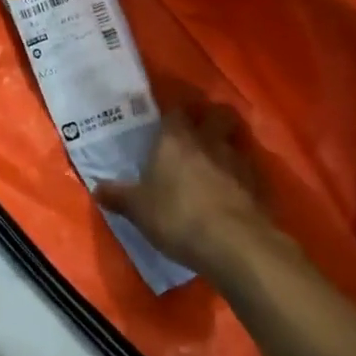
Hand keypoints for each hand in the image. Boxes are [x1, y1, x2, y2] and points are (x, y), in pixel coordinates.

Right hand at [94, 106, 271, 275]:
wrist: (234, 244)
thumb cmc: (178, 216)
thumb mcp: (139, 210)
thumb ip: (119, 196)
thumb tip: (96, 187)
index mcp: (175, 138)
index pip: (176, 111)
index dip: (174, 114)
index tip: (168, 121)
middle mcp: (208, 140)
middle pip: (217, 113)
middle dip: (212, 117)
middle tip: (202, 130)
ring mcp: (238, 161)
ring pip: (237, 140)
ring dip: (230, 145)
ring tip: (221, 160)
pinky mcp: (259, 185)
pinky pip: (251, 171)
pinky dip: (244, 176)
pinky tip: (237, 190)